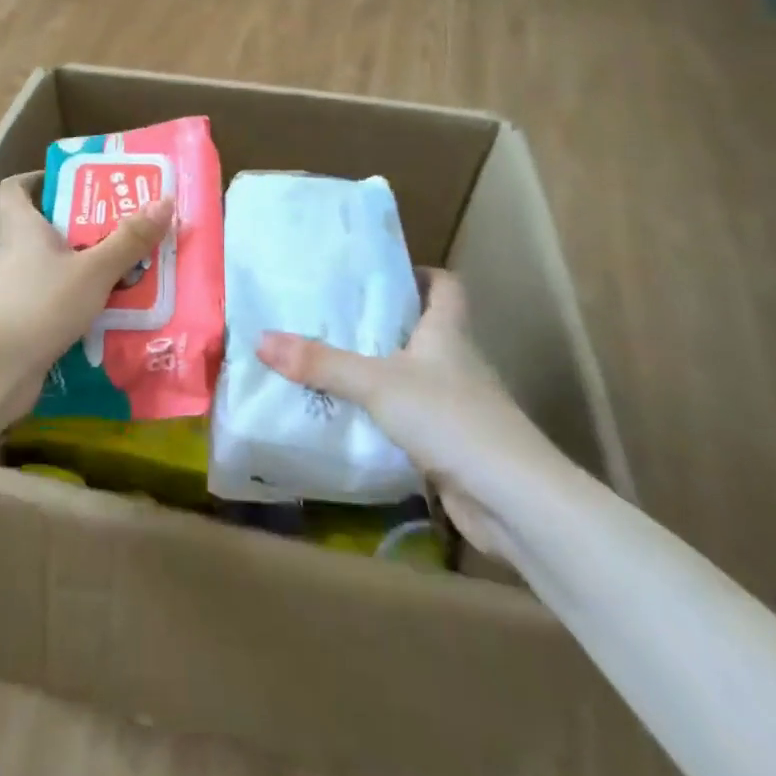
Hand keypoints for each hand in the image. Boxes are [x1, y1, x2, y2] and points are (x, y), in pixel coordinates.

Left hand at [0, 172, 174, 419]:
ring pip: (54, 265)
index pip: (13, 189)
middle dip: (82, 224)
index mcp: (22, 227)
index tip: (72, 181)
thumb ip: (128, 239)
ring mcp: (16, 289)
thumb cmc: (40, 304)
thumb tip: (165, 200)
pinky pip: (56, 298)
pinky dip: (79, 299)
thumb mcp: (94, 269)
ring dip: (86, 265)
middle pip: (44, 226)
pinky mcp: (23, 320)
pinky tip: (110, 310)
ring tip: (127, 268)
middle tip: (121, 225)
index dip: (36, 179)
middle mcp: (14, 253)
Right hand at [257, 268, 573, 560]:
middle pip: (424, 328)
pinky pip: (412, 417)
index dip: (419, 273)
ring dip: (381, 371)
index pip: (446, 285)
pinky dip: (386, 415)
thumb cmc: (450, 418)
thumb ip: (321, 364)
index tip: (379, 275)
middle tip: (333, 317)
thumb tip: (262, 340)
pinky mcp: (453, 444)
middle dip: (383, 323)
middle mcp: (457, 362)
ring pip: (415, 375)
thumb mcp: (376, 383)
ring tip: (330, 364)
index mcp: (448, 332)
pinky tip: (352, 418)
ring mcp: (458, 405)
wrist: (513, 501)